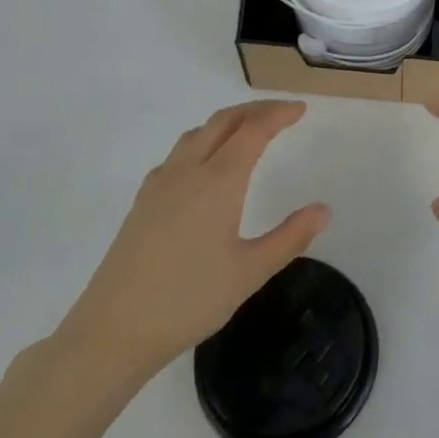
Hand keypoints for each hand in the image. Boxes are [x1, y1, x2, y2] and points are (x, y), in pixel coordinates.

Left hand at [61, 100, 329, 377]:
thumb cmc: (189, 299)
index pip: (253, 130)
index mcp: (218, 181)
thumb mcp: (250, 272)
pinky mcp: (143, 200)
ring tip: (248, 132)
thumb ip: (290, 237)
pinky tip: (207, 167)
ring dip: (227, 122)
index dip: (278, 114)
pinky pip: (178, 153)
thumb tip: (324, 210)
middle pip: (223, 121)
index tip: (300, 109)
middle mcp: (187, 170)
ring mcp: (160, 183)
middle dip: (254, 110)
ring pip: (197, 133)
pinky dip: (203, 142)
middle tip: (281, 113)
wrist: (115, 328)